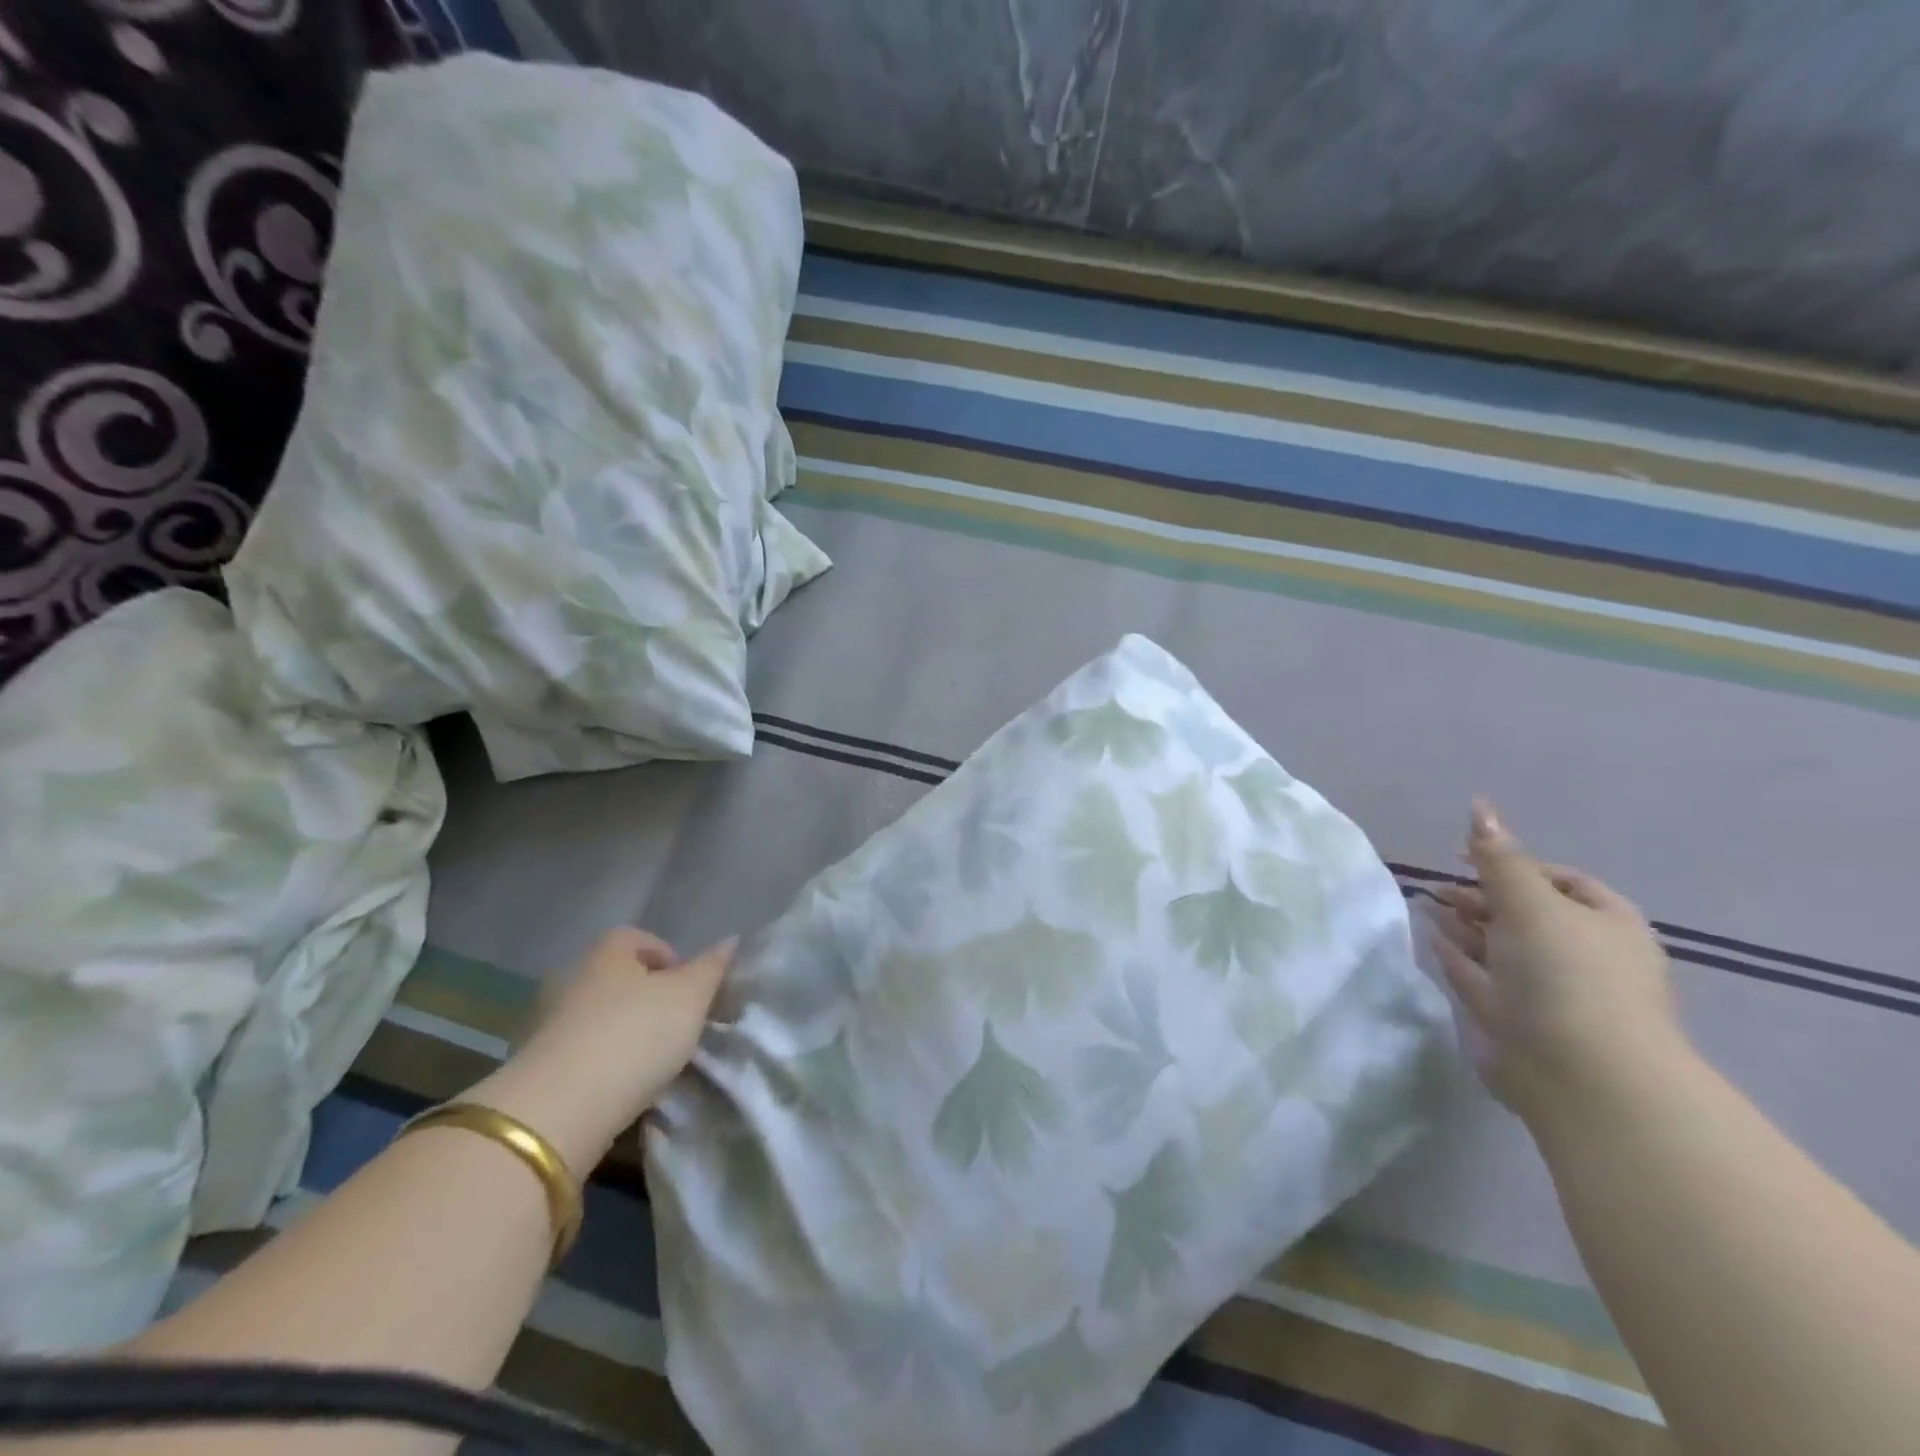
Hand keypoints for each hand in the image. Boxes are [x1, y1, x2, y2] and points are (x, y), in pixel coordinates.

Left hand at [471, 928, 733, 1168]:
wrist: (559, 1109)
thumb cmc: (635, 1035)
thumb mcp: (690, 997)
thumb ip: (711, 968)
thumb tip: (730, 940)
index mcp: (607, 952)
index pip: (638, 939)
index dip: (668, 958)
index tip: (689, 990)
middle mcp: (572, 977)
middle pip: (617, 979)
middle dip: (646, 998)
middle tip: (676, 1026)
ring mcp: (547, 1022)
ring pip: (598, 1017)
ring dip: (623, 1034)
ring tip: (652, 1062)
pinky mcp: (535, 1067)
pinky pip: (579, 1054)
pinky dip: (601, 1064)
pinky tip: (621, 1087)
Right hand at [1427, 798, 1680, 1126]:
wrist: (1583, 1075)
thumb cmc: (1568, 975)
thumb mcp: (1530, 904)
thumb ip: (1498, 857)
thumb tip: (1479, 805)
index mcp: (1607, 924)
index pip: (1562, 880)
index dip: (1514, 864)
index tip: (1465, 858)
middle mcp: (1585, 956)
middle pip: (1528, 913)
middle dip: (1483, 896)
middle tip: (1439, 887)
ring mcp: (1553, 992)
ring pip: (1502, 947)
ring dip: (1465, 925)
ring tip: (1424, 905)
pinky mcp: (1521, 1022)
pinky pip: (1485, 978)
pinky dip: (1458, 957)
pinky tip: (1431, 940)